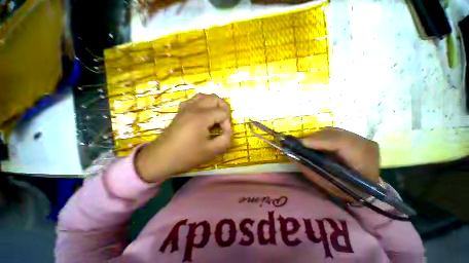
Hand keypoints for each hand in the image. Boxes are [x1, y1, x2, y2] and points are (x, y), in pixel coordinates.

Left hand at [135, 93, 231, 182]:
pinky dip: (203, 103)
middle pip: (215, 98)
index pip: (223, 112)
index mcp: (202, 117)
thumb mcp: (211, 151)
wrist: (161, 158)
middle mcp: (194, 108)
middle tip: (224, 122)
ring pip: (205, 96)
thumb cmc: (186, 155)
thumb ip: (225, 140)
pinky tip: (204, 114)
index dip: (228, 123)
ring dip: (214, 104)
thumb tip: (229, 131)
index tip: (224, 134)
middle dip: (224, 108)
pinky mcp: (181, 111)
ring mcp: (186, 107)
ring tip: (216, 116)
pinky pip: (195, 99)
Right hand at [296, 127, 379, 201]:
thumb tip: (292, 156)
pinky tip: (316, 145)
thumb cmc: (349, 190)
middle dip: (313, 139)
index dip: (319, 141)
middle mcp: (365, 144)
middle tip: (299, 146)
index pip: (342, 143)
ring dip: (316, 138)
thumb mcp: (329, 185)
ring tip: (307, 146)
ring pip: (332, 131)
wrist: (368, 186)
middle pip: (334, 134)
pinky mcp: (354, 136)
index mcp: (366, 160)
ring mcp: (361, 137)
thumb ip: (310, 170)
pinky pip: (333, 132)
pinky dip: (321, 137)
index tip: (301, 144)